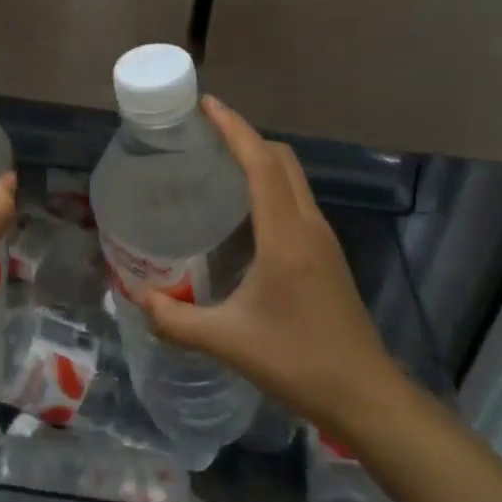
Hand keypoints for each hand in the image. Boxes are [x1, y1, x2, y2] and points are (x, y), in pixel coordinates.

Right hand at [138, 96, 400, 435]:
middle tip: (204, 134)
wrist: (365, 395)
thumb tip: (136, 299)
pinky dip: (271, 186)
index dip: (234, 129)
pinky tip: (244, 211)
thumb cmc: (298, 362)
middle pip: (281, 160)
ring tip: (219, 163)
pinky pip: (296, 201)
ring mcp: (323, 240)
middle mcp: (308, 226)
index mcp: (285, 236)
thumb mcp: (228, 342)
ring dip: (260, 160)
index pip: (261, 164)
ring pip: (293, 179)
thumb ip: (175, 320)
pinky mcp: (327, 256)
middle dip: (245, 137)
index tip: (206, 106)